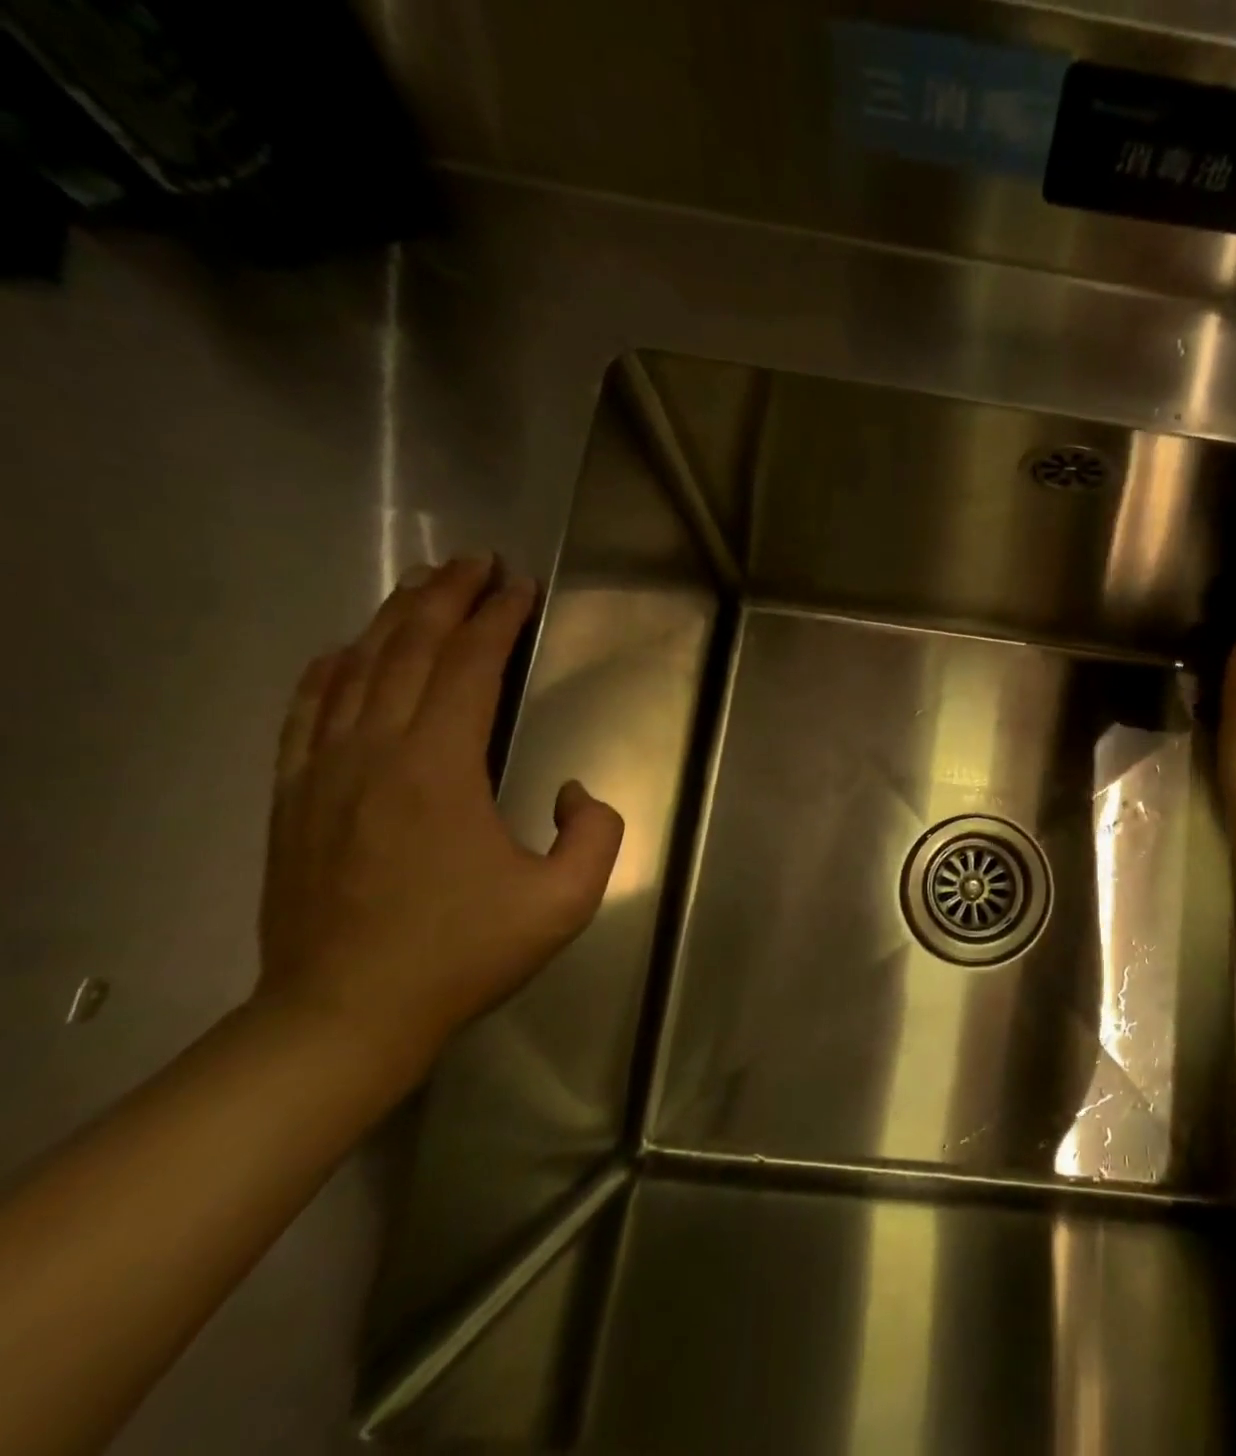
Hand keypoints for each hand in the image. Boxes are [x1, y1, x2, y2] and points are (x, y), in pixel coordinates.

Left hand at [256, 556, 622, 1081]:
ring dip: (394, 620)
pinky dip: (329, 668)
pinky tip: (345, 649)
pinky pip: (306, 711)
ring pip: (355, 670)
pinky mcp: (294, 797)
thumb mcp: (565, 901)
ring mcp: (323, 772)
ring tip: (424, 585)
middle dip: (446, 598)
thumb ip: (596, 833)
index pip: (470, 669)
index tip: (522, 588)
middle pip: (409, 651)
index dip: (499, 620)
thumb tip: (574, 791)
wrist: (344, 1014)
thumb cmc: (462, 954)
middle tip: (477, 562)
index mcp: (438, 769)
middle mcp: (374, 752)